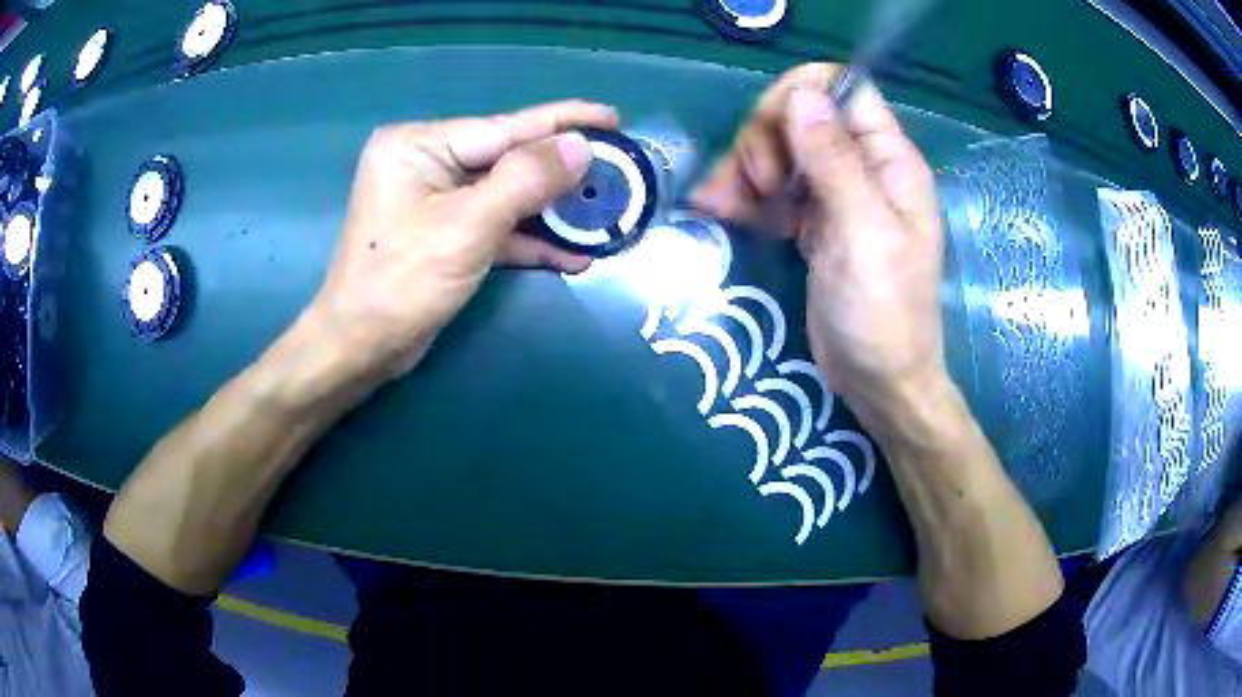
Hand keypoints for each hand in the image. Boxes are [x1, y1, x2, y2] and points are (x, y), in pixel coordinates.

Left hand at [310, 101, 619, 379]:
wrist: (360, 348)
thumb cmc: (401, 282)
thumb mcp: (467, 226)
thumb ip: (525, 181)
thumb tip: (579, 146)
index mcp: (419, 145)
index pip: (503, 127)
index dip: (562, 122)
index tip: (612, 117)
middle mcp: (425, 162)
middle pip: (507, 159)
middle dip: (560, 171)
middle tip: (617, 167)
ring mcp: (434, 199)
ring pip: (505, 194)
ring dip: (551, 211)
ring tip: (604, 210)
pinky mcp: (444, 233)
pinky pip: (493, 225)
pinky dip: (528, 239)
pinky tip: (572, 253)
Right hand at [693, 64, 945, 431]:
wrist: (879, 382)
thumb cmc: (884, 313)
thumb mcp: (863, 233)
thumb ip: (834, 160)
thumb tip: (801, 94)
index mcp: (888, 159)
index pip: (842, 87)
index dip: (800, 95)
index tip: (776, 137)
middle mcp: (861, 166)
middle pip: (799, 114)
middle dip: (765, 140)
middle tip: (760, 189)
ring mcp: (834, 193)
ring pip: (778, 149)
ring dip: (744, 170)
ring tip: (726, 208)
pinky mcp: (811, 222)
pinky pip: (771, 188)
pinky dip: (744, 196)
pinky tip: (721, 214)